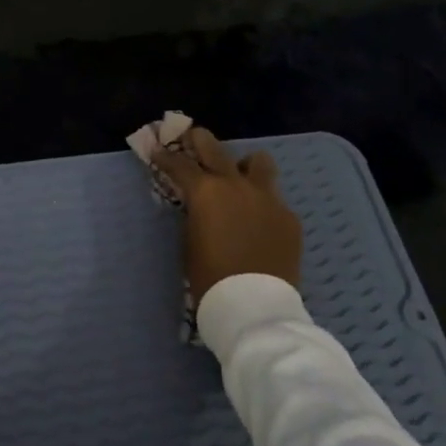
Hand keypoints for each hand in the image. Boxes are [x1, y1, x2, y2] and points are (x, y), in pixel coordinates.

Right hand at [151, 126, 302, 297]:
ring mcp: (267, 198)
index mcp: (205, 191)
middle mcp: (236, 185)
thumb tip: (199, 204)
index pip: (179, 164)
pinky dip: (262, 204)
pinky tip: (259, 224)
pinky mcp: (289, 217)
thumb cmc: (210, 277)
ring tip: (239, 178)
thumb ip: (195, 213)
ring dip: (244, 165)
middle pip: (215, 147)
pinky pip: (273, 199)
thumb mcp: (190, 240)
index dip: (165, 156)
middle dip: (199, 140)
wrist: (254, 305)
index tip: (157, 151)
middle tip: (191, 139)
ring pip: (258, 162)